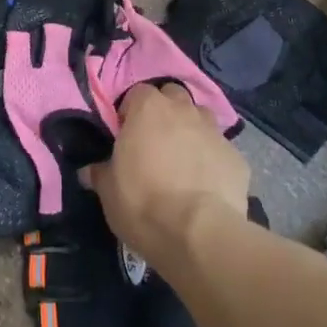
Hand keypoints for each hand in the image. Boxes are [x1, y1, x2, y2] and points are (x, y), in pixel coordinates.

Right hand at [82, 83, 248, 265]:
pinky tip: (207, 185)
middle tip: (156, 141)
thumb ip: (100, 173)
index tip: (126, 135)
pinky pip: (221, 150)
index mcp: (148, 108)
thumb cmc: (143, 203)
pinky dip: (213, 160)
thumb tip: (90, 170)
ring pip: (201, 118)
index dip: (131, 112)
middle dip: (165, 112)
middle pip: (173, 96)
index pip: (137, 93)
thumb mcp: (108, 191)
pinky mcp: (237, 157)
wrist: (198, 233)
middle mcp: (183, 110)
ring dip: (191, 130)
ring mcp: (214, 131)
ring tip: (183, 159)